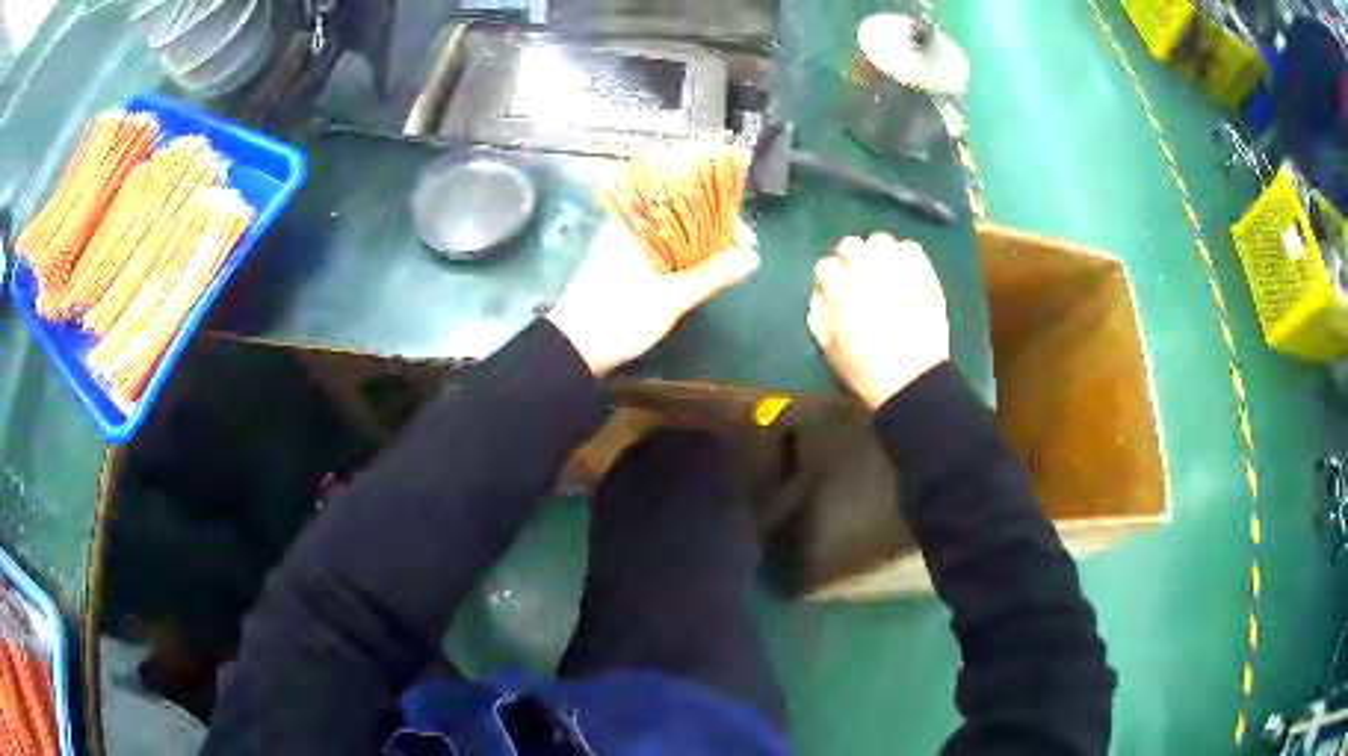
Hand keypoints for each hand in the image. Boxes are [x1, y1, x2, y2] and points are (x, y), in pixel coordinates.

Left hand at [548, 219, 759, 375]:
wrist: (572, 349)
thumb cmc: (620, 317)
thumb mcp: (672, 297)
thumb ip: (713, 274)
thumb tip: (752, 257)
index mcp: (638, 222)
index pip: (690, 200)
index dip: (724, 217)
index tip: (747, 242)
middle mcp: (631, 226)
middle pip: (684, 216)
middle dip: (716, 234)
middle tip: (740, 258)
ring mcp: (626, 245)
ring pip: (674, 236)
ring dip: (702, 248)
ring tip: (726, 268)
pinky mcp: (623, 265)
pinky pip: (662, 251)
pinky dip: (684, 259)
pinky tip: (700, 275)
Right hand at [808, 234, 949, 409]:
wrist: (913, 380)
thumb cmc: (864, 369)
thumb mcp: (828, 347)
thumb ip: (818, 314)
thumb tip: (821, 295)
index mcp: (841, 287)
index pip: (824, 267)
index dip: (826, 282)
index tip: (832, 295)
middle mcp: (867, 267)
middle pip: (850, 245)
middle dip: (848, 260)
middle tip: (855, 281)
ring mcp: (898, 266)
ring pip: (880, 241)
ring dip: (876, 255)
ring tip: (881, 273)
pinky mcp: (923, 272)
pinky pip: (910, 248)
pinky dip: (903, 257)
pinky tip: (903, 274)